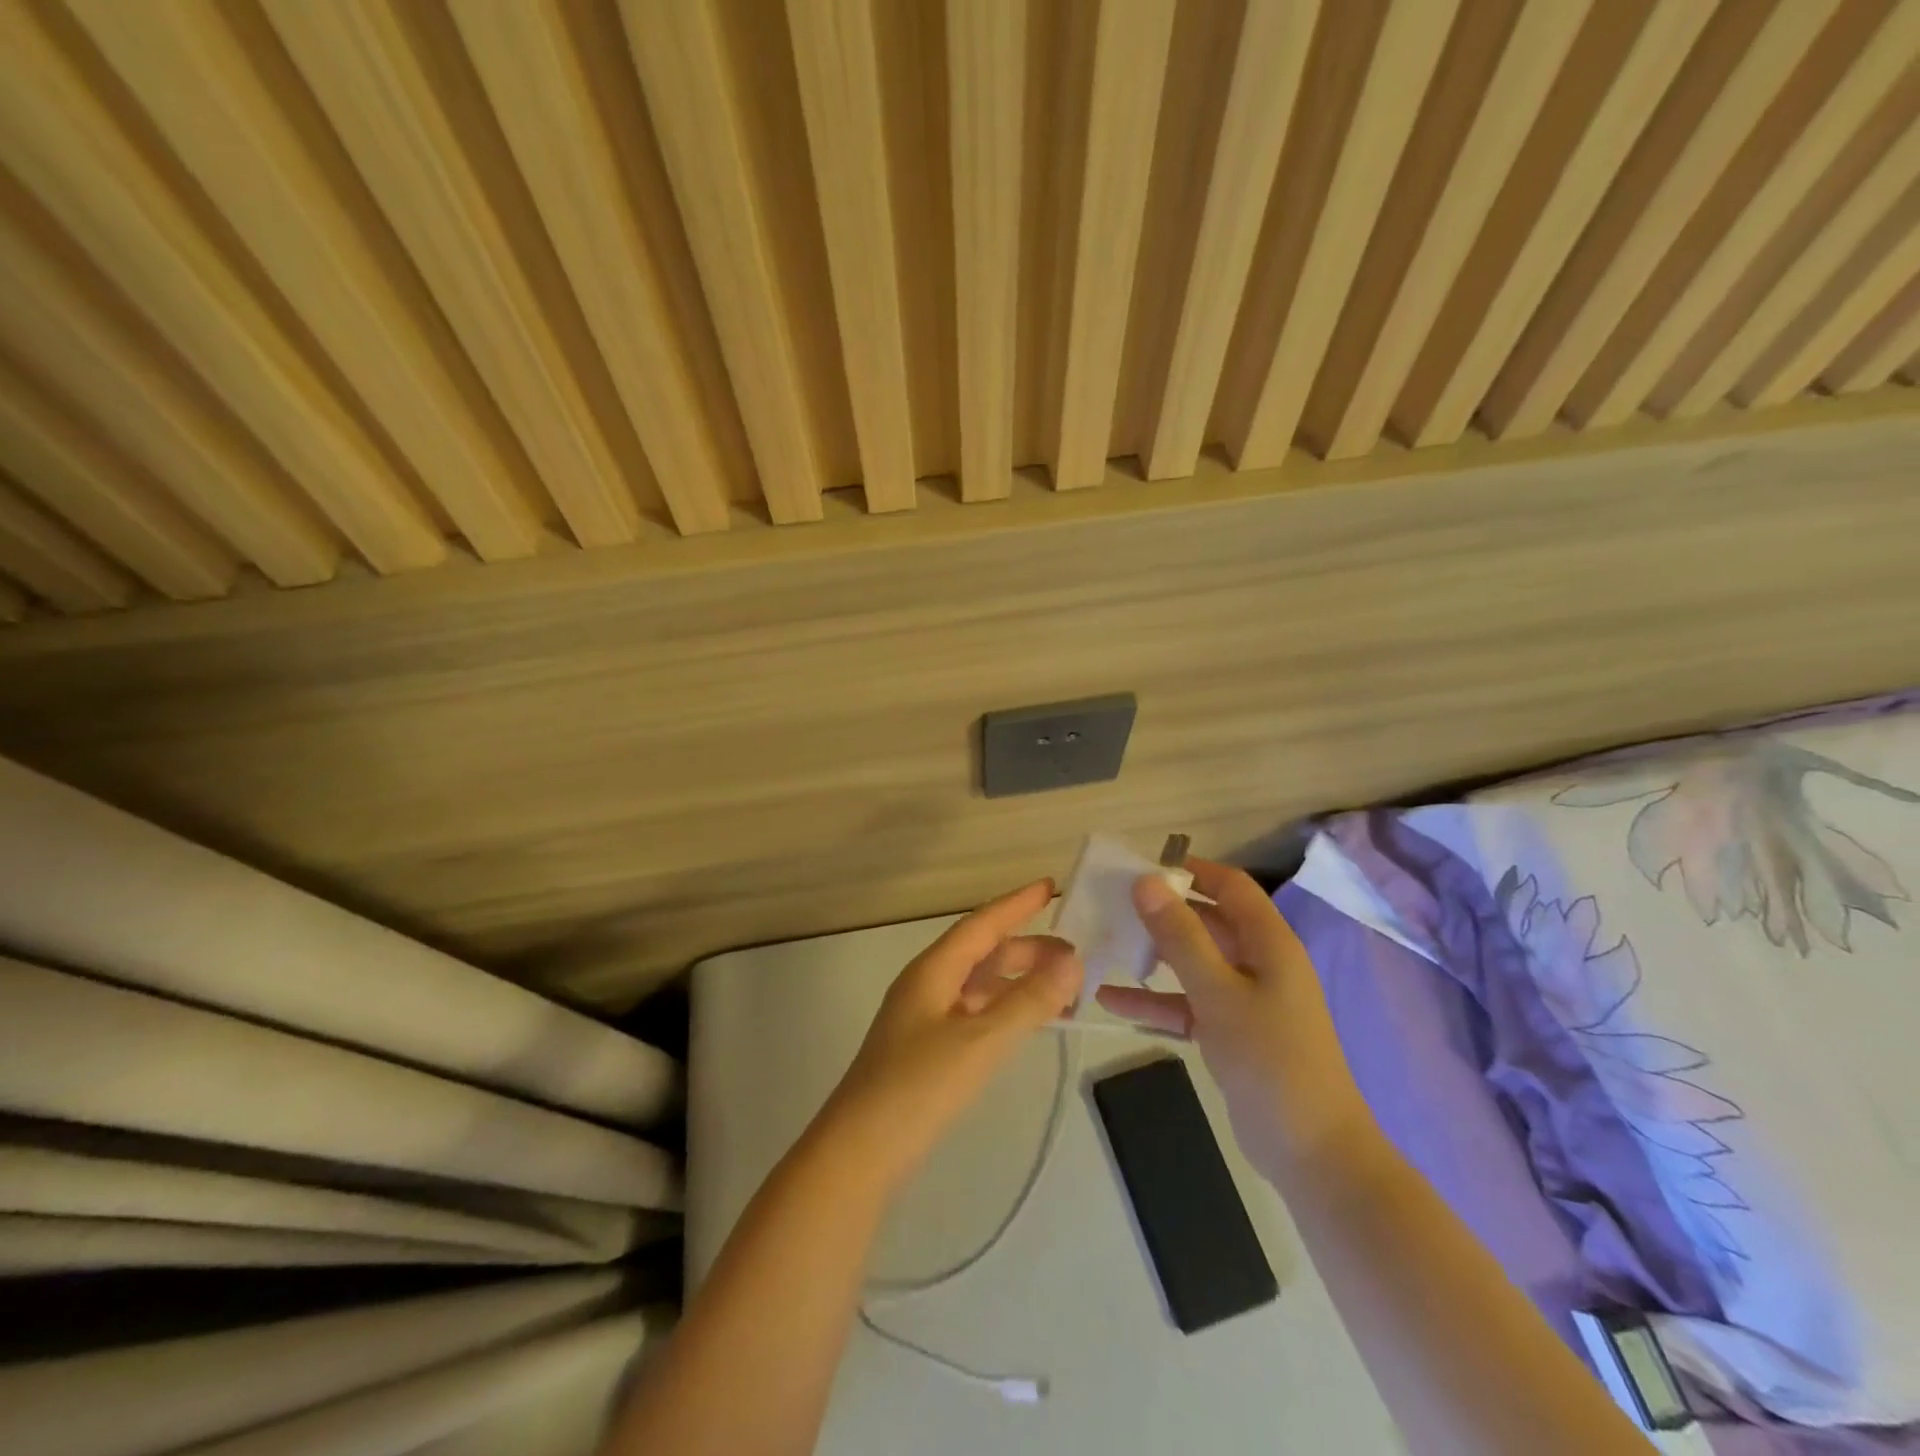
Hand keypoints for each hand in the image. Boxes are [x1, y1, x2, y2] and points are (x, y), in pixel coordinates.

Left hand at [815, 879, 1080, 1189]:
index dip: (1016, 904)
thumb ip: (1029, 1001)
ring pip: (979, 985)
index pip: (980, 924)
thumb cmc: (918, 1087)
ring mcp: (924, 1019)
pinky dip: (1004, 1010)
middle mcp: (926, 985)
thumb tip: (1073, 960)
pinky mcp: (926, 1050)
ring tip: (1063, 991)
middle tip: (1075, 958)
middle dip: (1027, 950)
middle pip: (981, 953)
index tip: (1050, 886)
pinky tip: (1026, 1023)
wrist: (859, 1153)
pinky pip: (974, 1013)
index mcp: (932, 971)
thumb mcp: (981, 1041)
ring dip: (1018, 982)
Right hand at [1096, 860, 1371, 1185]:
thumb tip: (1147, 881)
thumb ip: (1180, 936)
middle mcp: (1259, 963)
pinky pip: (1187, 1004)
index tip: (1143, 867)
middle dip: (1163, 913)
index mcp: (1269, 943)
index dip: (1192, 871)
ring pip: (1193, 964)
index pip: (1231, 887)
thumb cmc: (1270, 1060)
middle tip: (1114, 904)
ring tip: (1107, 944)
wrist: (1312, 1153)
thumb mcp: (1218, 992)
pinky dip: (1155, 1001)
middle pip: (1208, 922)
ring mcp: (1245, 1000)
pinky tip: (1109, 1000)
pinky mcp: (1230, 1034)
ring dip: (1154, 957)